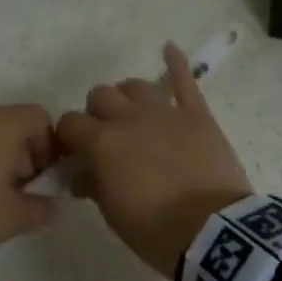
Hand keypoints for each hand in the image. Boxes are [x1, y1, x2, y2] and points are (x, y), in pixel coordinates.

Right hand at [55, 43, 252, 275]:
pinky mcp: (197, 115)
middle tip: (105, 137)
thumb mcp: (113, 214)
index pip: (69, 123)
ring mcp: (165, 112)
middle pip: (100, 96)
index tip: (74, 153)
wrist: (213, 232)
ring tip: (132, 113)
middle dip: (97, 113)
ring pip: (135, 85)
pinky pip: (185, 81)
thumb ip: (94, 185)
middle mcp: (129, 118)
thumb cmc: (155, 230)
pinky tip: (169, 48)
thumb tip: (84, 174)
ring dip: (127, 96)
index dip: (68, 137)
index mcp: (101, 143)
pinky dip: (176, 63)